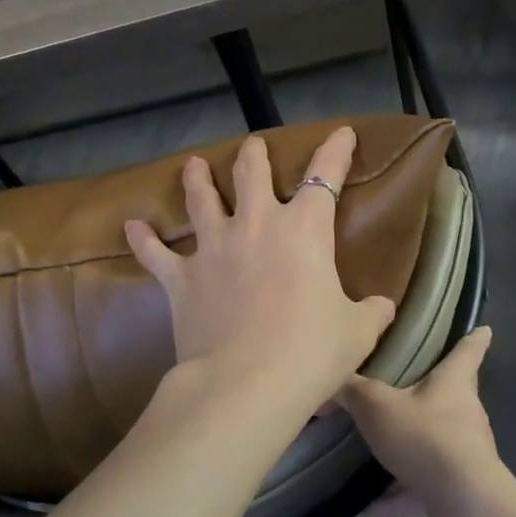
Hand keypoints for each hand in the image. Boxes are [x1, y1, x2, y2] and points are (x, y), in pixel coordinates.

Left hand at [124, 127, 396, 415]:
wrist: (246, 385)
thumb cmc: (311, 352)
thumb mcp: (357, 332)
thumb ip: (372, 312)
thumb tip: (384, 306)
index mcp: (304, 230)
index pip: (325, 176)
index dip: (335, 151)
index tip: (341, 132)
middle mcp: (255, 225)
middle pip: (251, 174)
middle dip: (254, 155)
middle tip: (252, 145)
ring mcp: (213, 248)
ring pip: (201, 200)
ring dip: (198, 180)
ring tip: (194, 164)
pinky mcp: (182, 279)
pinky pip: (156, 254)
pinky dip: (144, 239)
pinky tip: (131, 225)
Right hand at [334, 326, 505, 516]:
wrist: (463, 502)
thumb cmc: (425, 436)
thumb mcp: (377, 406)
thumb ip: (352, 391)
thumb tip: (329, 378)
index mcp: (454, 382)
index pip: (468, 350)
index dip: (474, 338)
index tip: (483, 329)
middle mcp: (465, 413)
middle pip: (452, 396)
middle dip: (432, 393)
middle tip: (406, 390)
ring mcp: (465, 452)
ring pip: (436, 443)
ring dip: (410, 451)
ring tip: (378, 455)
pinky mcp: (459, 488)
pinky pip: (425, 486)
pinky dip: (402, 494)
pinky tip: (373, 507)